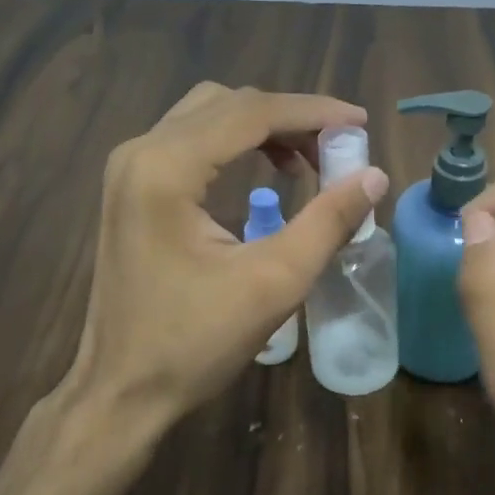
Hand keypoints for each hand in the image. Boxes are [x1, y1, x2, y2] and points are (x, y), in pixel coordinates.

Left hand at [64, 83, 387, 432]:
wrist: (120, 390)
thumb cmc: (193, 342)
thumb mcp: (273, 283)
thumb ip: (327, 222)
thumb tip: (374, 176)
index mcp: (166, 168)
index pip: (250, 112)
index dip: (312, 112)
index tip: (360, 123)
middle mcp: (140, 152)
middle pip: (227, 104)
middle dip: (289, 117)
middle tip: (338, 147)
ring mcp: (129, 169)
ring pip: (206, 116)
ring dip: (262, 127)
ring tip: (308, 160)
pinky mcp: (131, 188)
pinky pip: (189, 141)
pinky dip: (234, 144)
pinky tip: (266, 171)